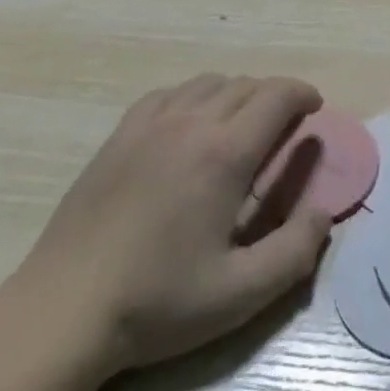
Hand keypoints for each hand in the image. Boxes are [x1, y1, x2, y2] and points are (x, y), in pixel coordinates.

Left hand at [4, 74, 332, 378]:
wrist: (65, 308)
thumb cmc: (156, 302)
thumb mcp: (238, 295)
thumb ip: (293, 251)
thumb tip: (324, 212)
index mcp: (225, 152)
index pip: (277, 97)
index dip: (302, 94)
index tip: (314, 108)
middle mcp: (193, 121)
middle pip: (247, 84)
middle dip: (275, 95)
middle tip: (285, 125)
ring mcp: (152, 121)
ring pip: (210, 82)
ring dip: (238, 93)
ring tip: (243, 122)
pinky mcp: (122, 131)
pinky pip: (172, 92)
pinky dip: (196, 96)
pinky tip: (192, 122)